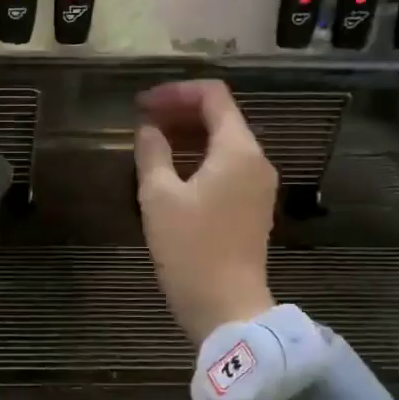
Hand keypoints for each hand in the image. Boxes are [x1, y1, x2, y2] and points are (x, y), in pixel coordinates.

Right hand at [134, 79, 277, 341]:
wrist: (226, 307)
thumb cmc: (190, 250)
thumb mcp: (159, 198)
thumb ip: (152, 154)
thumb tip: (148, 130)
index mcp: (238, 150)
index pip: (213, 96)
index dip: (175, 92)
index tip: (141, 104)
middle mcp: (256, 161)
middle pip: (221, 117)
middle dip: (180, 112)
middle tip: (141, 121)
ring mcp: (257, 185)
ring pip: (223, 143)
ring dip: (188, 135)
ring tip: (151, 144)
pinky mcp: (251, 207)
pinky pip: (226, 166)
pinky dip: (198, 158)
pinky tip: (171, 172)